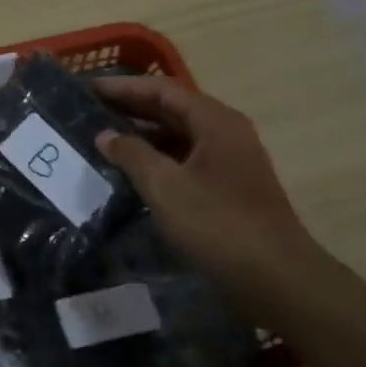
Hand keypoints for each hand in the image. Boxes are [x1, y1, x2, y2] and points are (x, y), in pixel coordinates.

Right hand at [92, 75, 329, 307]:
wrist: (277, 279)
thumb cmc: (218, 224)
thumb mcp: (165, 187)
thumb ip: (132, 155)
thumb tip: (105, 135)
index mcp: (214, 121)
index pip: (162, 90)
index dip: (123, 87)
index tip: (88, 88)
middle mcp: (225, 132)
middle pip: (172, 108)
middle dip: (131, 107)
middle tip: (90, 109)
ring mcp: (230, 160)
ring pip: (179, 135)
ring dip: (143, 133)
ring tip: (105, 137)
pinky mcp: (229, 187)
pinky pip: (186, 158)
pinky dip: (158, 157)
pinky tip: (133, 170)